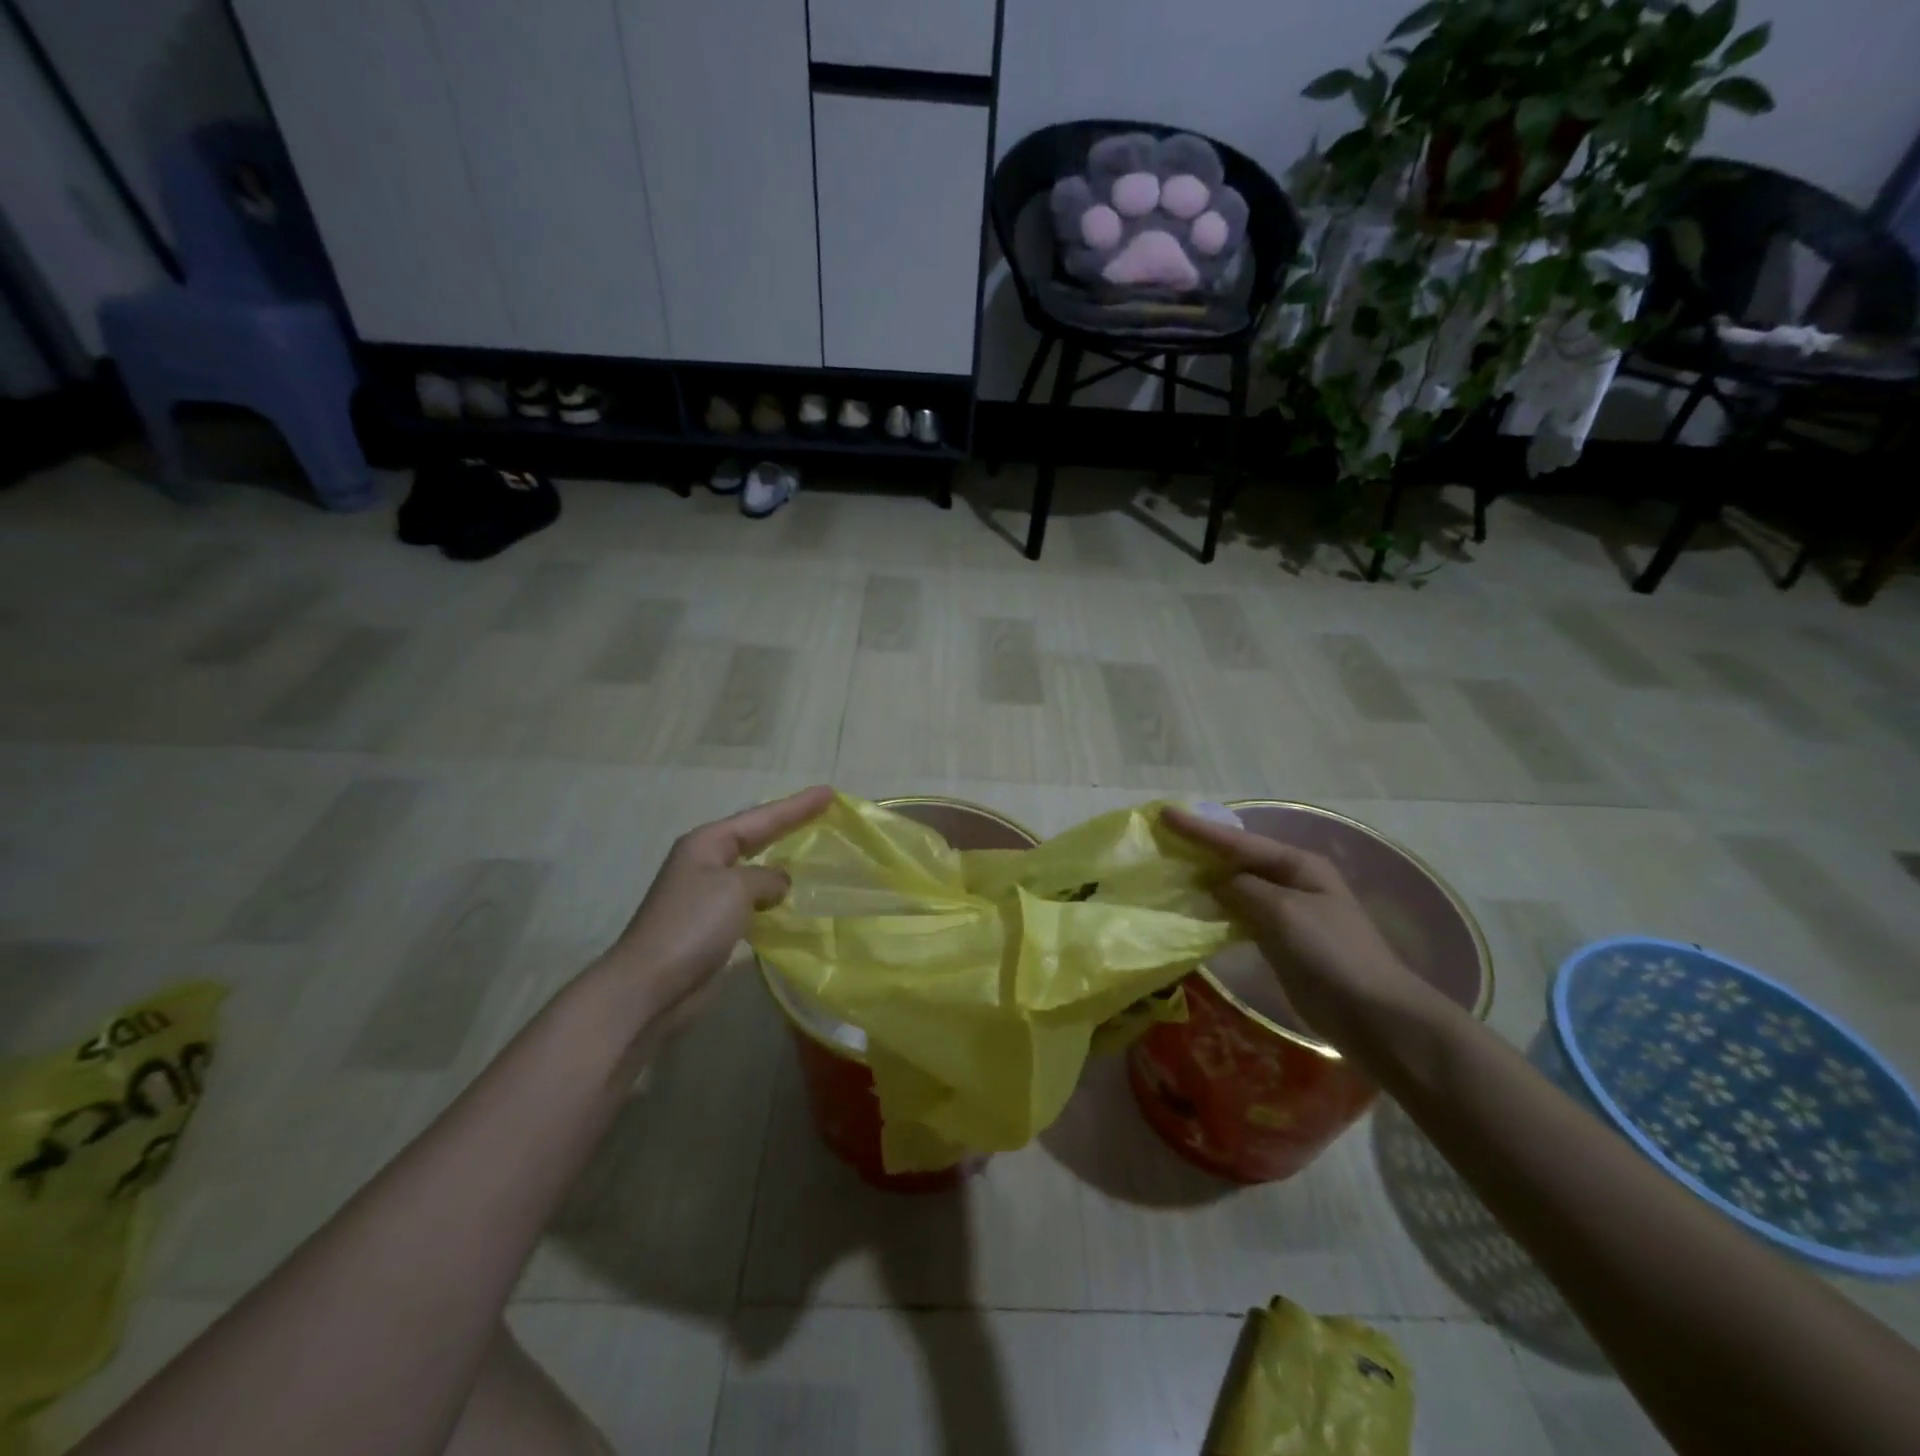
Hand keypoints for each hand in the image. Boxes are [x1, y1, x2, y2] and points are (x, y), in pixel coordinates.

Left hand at [602, 785, 833, 1025]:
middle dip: (789, 825)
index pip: (761, 818)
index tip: (829, 793)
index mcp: (707, 843)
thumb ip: (766, 877)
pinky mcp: (711, 926)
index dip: (796, 806)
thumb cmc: (693, 925)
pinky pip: (750, 900)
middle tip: (823, 811)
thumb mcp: (736, 888)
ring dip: (781, 862)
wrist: (650, 986)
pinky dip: (772, 896)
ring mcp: (706, 895)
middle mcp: (705, 862)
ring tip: (813, 853)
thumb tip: (779, 882)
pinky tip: (790, 901)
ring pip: (753, 869)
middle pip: (755, 836)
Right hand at [1162, 805, 1436, 1051]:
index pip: (1238, 841)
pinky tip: (1194, 910)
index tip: (1163, 814)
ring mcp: (1287, 911)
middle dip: (1201, 849)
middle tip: (1162, 840)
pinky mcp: (1280, 940)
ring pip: (1237, 887)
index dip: (1199, 829)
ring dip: (1206, 880)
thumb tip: (1214, 881)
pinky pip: (1240, 915)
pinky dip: (1217, 909)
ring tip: (1170, 871)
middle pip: (1237, 859)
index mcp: (1298, 864)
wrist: (1371, 1014)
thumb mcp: (1282, 911)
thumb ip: (1242, 888)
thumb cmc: (1330, 953)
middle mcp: (1292, 881)